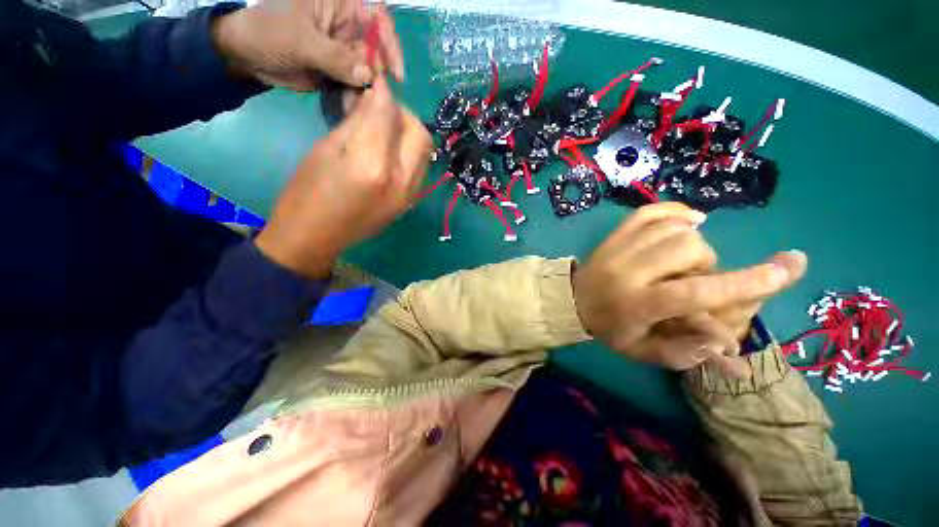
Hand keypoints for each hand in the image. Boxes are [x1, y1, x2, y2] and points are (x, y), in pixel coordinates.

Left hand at [212, 0, 403, 90]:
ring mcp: (343, 51)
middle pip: (376, 51)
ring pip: (368, 71)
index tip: (395, 72)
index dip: (390, 43)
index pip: (377, 18)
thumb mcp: (301, 40)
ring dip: (367, 89)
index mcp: (340, 7)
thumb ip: (336, 57)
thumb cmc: (268, 33)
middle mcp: (347, 28)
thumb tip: (367, 75)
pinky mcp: (338, 70)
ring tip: (360, 102)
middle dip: (377, 73)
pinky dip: (356, 96)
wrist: (246, 55)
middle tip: (371, 93)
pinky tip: (351, 104)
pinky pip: (355, 84)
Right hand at [255, 78, 431, 277]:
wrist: (316, 239)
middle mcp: (401, 180)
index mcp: (373, 164)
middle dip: (403, 115)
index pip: (389, 115)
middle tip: (382, 111)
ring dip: (409, 134)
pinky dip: (410, 154)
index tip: (376, 83)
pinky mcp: (410, 203)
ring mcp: (410, 195)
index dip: (383, 94)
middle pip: (419, 134)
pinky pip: (420, 169)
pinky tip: (391, 153)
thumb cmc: (307, 193)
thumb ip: (357, 123)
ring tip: (386, 131)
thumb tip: (375, 99)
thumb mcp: (326, 149)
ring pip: (425, 152)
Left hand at [573, 203, 804, 371]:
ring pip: (675, 229)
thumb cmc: (609, 328)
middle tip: (692, 279)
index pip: (696, 291)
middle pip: (690, 249)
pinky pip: (649, 211)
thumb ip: (685, 352)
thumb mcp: (642, 352)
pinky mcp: (612, 234)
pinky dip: (674, 212)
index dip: (745, 282)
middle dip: (706, 265)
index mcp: (637, 304)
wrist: (572, 301)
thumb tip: (728, 343)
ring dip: (691, 244)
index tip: (789, 265)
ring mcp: (617, 247)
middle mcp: (627, 270)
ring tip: (679, 263)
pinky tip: (686, 224)